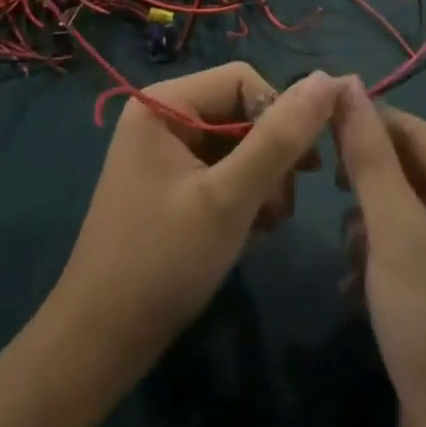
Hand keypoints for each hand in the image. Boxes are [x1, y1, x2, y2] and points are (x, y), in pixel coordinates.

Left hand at [52, 65, 342, 361]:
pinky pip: (220, 167)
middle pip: (240, 109)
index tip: (301, 168)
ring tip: (269, 223)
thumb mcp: (229, 199)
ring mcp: (164, 150)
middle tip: (284, 206)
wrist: (97, 347)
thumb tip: (328, 80)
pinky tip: (252, 229)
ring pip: (236, 141)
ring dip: (262, 178)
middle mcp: (162, 114)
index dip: (278, 115)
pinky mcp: (169, 182)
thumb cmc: (162, 263)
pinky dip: (242, 193)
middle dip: (271, 154)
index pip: (243, 79)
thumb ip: (279, 139)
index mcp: (165, 102)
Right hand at [333, 79, 425, 426]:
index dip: (365, 124)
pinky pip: (400, 243)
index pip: (414, 133)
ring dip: (367, 223)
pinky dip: (374, 255)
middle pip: (407, 169)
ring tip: (353, 255)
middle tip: (329, 189)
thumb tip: (345, 82)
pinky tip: (355, 283)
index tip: (313, 121)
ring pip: (398, 206)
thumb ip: (369, 156)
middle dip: (367, 184)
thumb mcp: (397, 234)